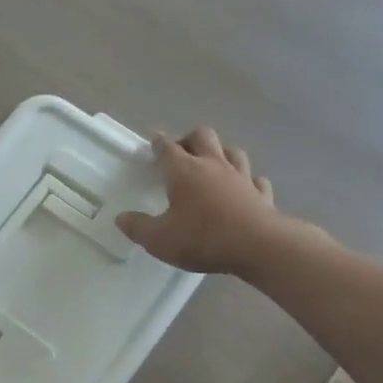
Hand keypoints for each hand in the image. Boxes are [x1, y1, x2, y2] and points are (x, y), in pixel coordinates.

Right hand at [116, 128, 321, 275]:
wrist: (258, 246)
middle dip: (189, 139)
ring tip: (212, 164)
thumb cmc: (203, 238)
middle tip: (181, 153)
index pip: (167, 148)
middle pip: (202, 136)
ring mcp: (241, 177)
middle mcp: (213, 165)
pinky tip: (244, 188)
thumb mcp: (159, 239)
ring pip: (232, 151)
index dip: (159, 143)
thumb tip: (121, 218)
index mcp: (184, 171)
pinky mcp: (261, 194)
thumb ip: (137, 227)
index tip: (154, 142)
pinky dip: (247, 180)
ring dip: (220, 153)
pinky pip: (255, 179)